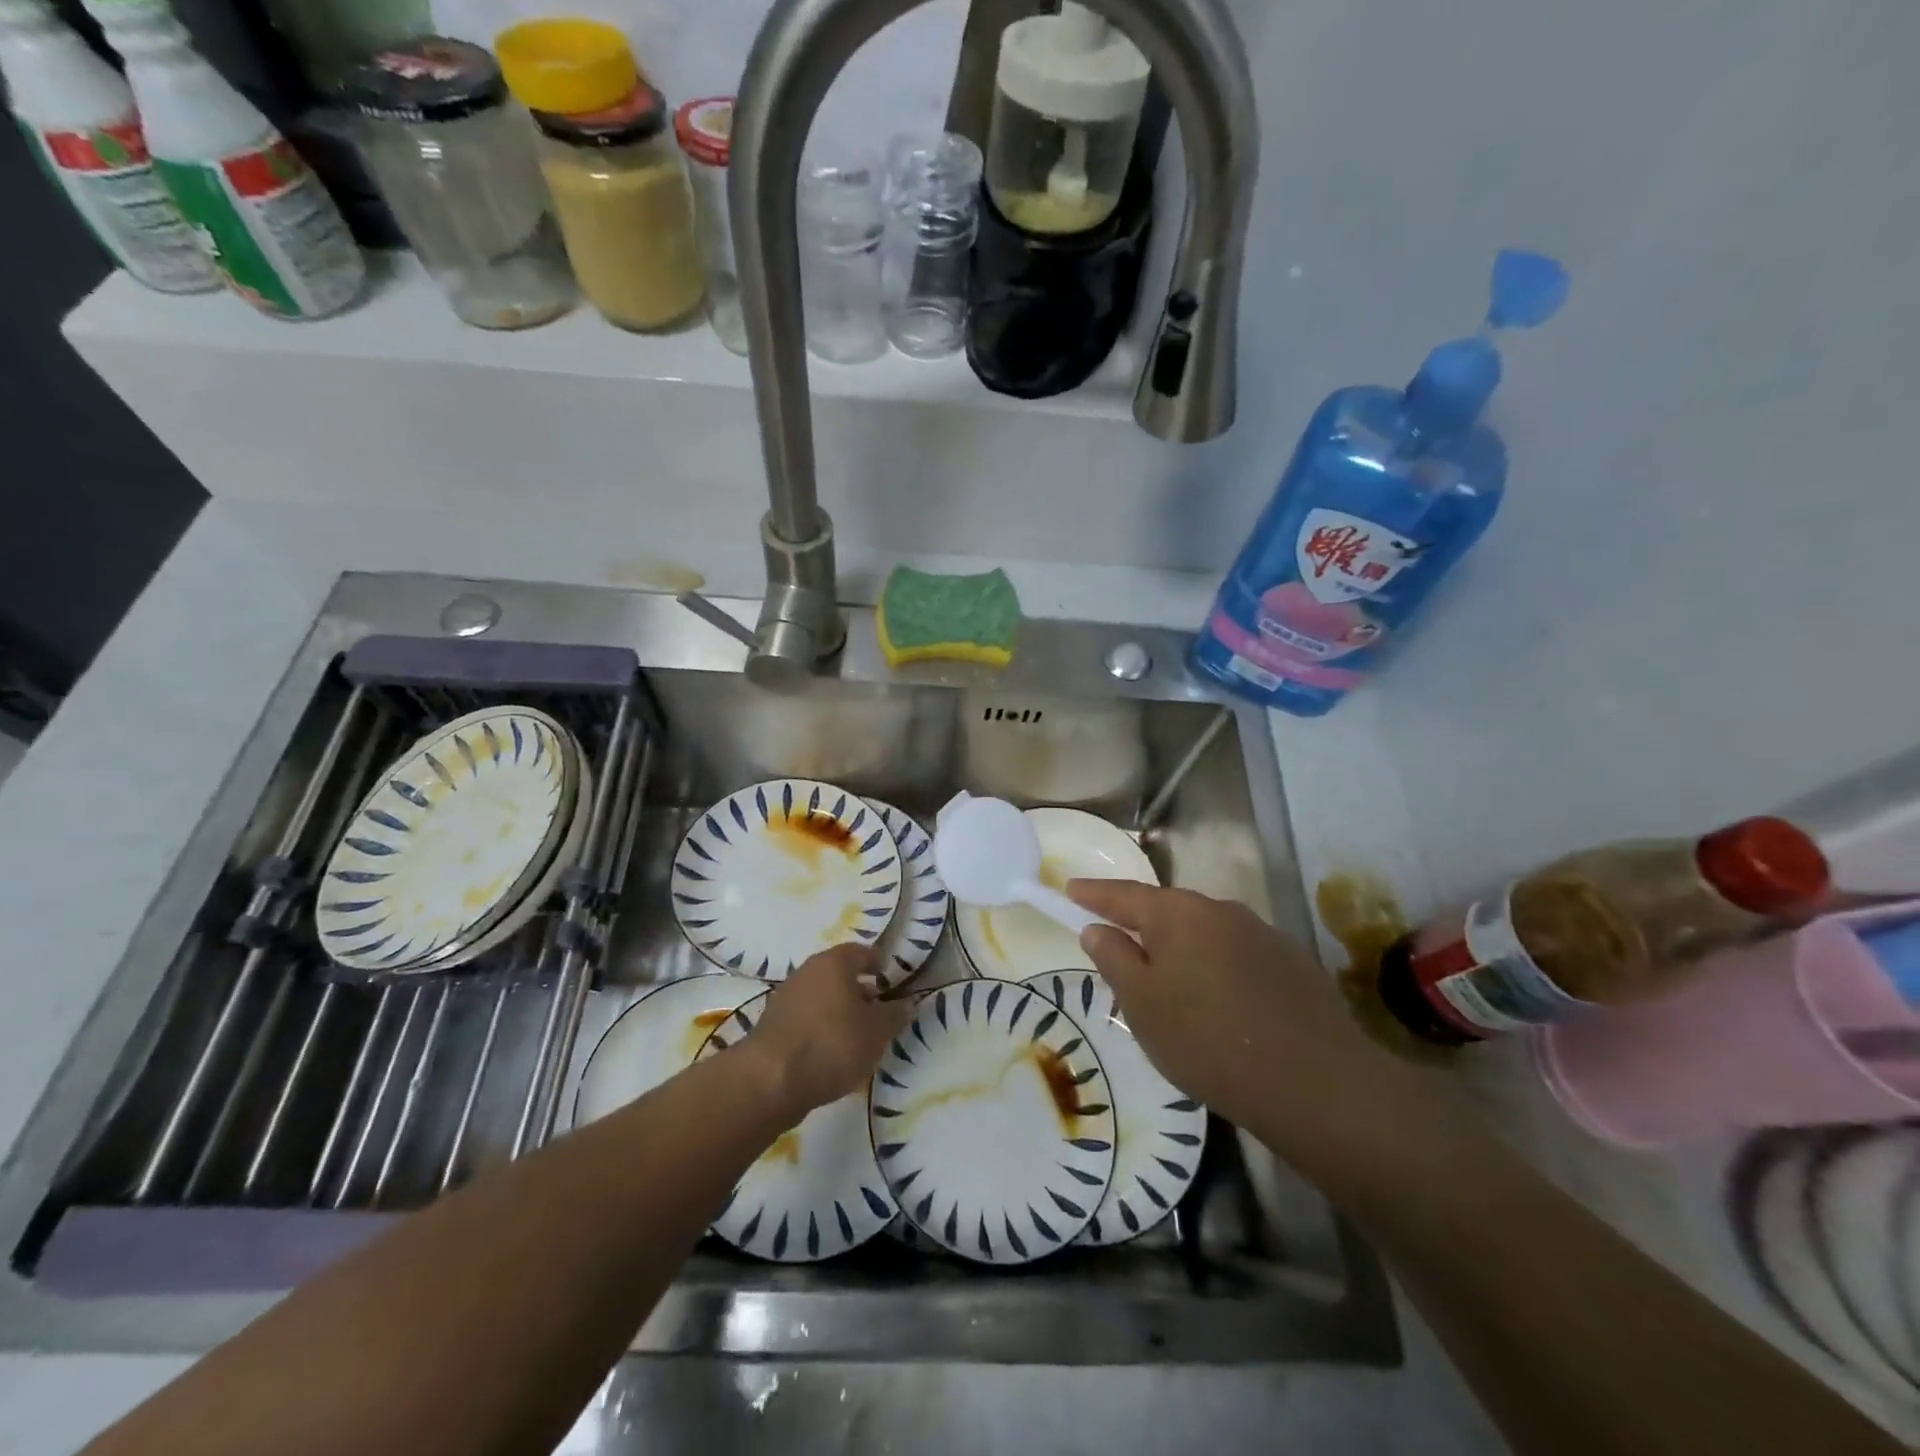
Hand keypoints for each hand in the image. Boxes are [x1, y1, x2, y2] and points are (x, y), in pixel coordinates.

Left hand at [737, 943, 912, 1114]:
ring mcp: (785, 997)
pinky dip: (820, 1027)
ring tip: (856, 1035)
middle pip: (838, 973)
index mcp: (833, 963)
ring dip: (838, 1009)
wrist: (770, 1080)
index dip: (878, 964)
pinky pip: (805, 1017)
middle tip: (877, 1010)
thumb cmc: (832, 1044)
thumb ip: (895, 1015)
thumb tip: (907, 1003)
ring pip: (820, 996)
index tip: (890, 981)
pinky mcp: (771, 1025)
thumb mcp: (876, 1032)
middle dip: (858, 989)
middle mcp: (807, 971)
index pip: (861, 952)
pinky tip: (829, 1051)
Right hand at [1067, 880, 1395, 1145]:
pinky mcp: (1293, 963)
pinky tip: (1223, 1005)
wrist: (1315, 1083)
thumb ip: (1114, 959)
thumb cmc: (1207, 1039)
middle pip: (1168, 911)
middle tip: (1120, 947)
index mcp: (1178, 914)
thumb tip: (1097, 928)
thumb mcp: (1142, 1005)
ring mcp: (1262, 934)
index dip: (1094, 893)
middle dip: (1142, 925)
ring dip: (1184, 950)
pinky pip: (1238, 956)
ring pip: (1206, 934)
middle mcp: (1221, 910)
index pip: (1124, 895)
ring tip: (1173, 987)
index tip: (1069, 889)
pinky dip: (1219, 969)